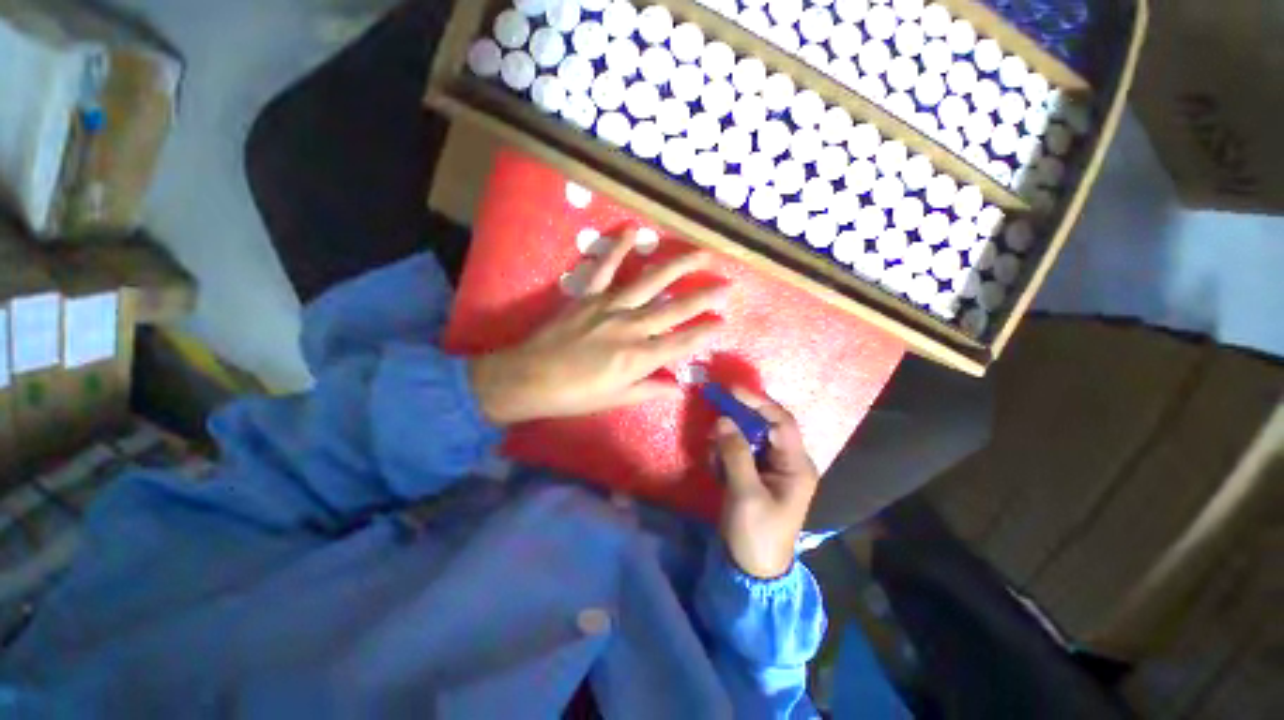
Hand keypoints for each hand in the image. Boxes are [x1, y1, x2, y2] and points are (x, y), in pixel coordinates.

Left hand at [470, 230, 725, 424]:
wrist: (529, 378)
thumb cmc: (575, 395)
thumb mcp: (616, 399)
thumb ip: (650, 390)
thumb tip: (679, 387)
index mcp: (638, 357)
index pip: (682, 341)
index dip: (705, 332)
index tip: (723, 322)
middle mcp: (630, 326)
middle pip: (674, 308)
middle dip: (705, 296)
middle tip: (728, 285)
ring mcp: (609, 305)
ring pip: (650, 281)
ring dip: (678, 266)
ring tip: (702, 254)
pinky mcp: (587, 294)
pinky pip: (606, 266)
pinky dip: (618, 246)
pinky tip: (634, 230)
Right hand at [714, 390, 820, 579]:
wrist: (751, 570)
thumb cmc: (757, 533)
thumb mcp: (746, 493)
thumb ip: (735, 454)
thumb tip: (723, 420)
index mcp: (796, 465)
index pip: (781, 422)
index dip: (758, 402)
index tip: (731, 390)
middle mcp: (786, 461)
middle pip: (763, 426)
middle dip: (738, 420)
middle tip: (714, 415)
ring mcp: (769, 468)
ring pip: (748, 438)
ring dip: (728, 440)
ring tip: (712, 454)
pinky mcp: (754, 474)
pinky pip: (739, 452)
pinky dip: (724, 453)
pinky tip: (715, 469)